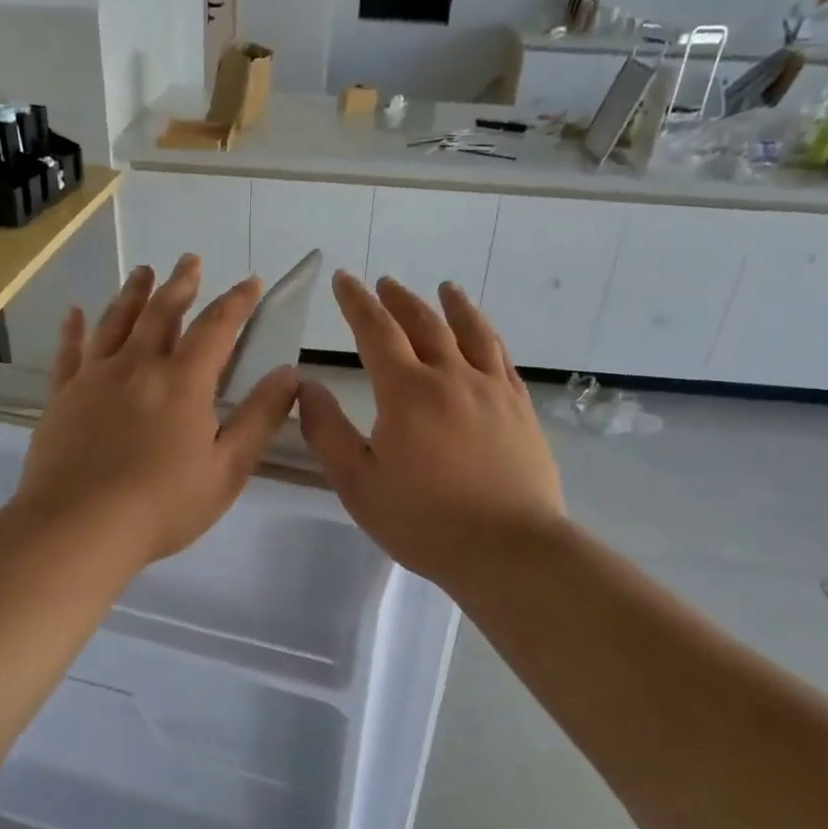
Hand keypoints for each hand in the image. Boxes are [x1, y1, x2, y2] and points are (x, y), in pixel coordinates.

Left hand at [16, 255, 300, 568]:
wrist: (79, 527)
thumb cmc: (163, 504)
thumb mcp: (228, 468)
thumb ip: (260, 418)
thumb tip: (289, 373)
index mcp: (183, 382)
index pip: (216, 328)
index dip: (237, 302)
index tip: (250, 282)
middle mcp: (138, 366)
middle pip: (162, 312)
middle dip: (181, 284)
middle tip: (190, 260)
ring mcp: (95, 377)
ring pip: (116, 322)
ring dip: (133, 293)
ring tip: (144, 271)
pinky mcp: (63, 396)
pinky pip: (70, 351)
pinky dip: (74, 328)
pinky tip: (75, 312)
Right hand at [297, 273, 566, 591]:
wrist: (508, 548)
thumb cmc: (424, 521)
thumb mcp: (358, 483)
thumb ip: (328, 432)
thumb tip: (307, 387)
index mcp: (406, 391)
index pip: (376, 331)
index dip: (356, 302)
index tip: (344, 280)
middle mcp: (451, 377)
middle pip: (424, 323)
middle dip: (399, 300)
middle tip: (385, 284)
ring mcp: (492, 390)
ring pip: (471, 332)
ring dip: (453, 306)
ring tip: (445, 289)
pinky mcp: (520, 409)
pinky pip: (502, 359)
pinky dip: (488, 337)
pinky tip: (485, 337)